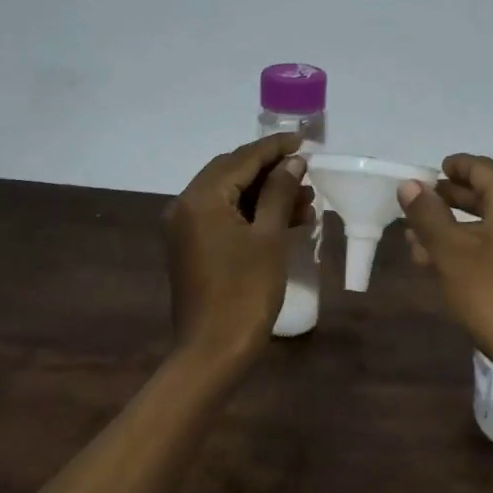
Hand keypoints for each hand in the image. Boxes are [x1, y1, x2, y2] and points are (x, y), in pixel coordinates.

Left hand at [164, 133, 314, 365]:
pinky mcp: (193, 247)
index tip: (303, 140)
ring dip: (265, 193)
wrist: (213, 351)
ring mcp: (186, 228)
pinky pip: (224, 216)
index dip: (274, 148)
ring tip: (306, 199)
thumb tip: (292, 162)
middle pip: (232, 173)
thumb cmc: (245, 292)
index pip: (241, 158)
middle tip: (306, 170)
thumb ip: (279, 192)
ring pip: (230, 196)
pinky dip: (252, 214)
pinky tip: (286, 220)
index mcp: (201, 198)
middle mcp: (186, 205)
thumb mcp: (269, 237)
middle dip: (271, 170)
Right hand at [399, 154, 492, 414]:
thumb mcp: (452, 253)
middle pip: (489, 196)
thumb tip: (410, 184)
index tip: (430, 171)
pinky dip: (477, 249)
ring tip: (420, 244)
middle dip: (451, 201)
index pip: (482, 168)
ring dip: (458, 230)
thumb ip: (428, 215)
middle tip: (420, 206)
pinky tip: (451, 269)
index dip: (454, 167)